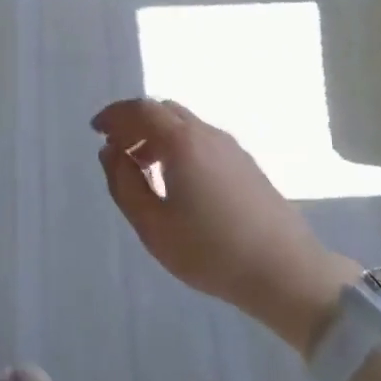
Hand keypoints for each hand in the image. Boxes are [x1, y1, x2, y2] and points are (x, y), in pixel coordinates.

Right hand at [93, 99, 356, 354]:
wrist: (284, 270)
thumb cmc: (211, 251)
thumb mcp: (153, 226)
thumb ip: (124, 185)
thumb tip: (111, 153)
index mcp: (181, 141)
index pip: (140, 110)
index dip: (114, 115)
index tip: (96, 130)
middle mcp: (206, 133)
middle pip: (163, 110)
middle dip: (134, 122)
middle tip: (116, 149)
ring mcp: (229, 146)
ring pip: (184, 123)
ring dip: (157, 134)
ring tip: (142, 167)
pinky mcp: (244, 162)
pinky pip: (200, 138)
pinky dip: (177, 144)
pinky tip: (175, 178)